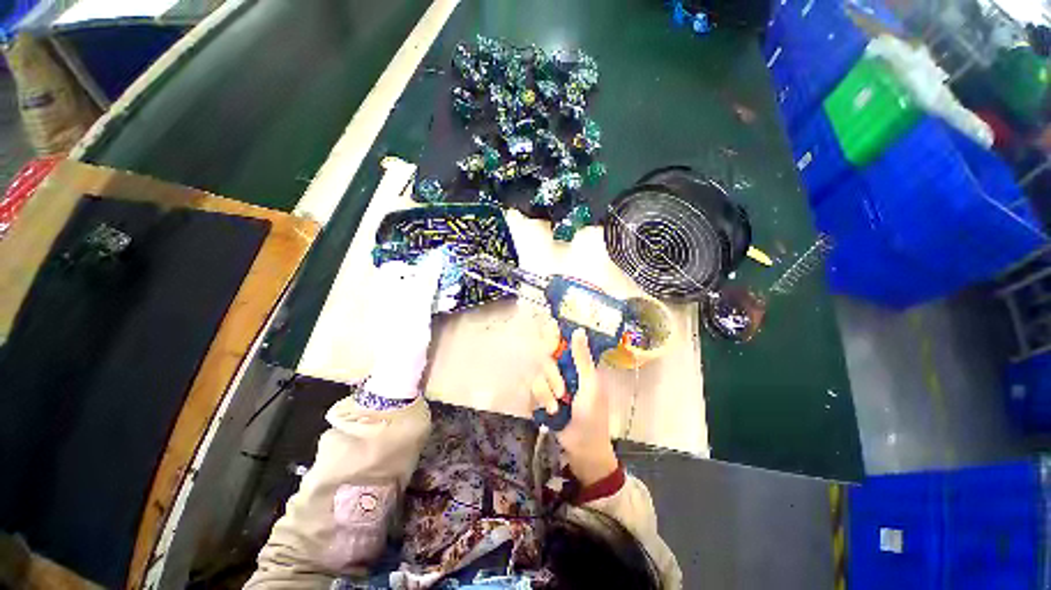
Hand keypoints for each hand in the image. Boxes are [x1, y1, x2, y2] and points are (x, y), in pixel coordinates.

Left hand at [366, 250, 448, 399]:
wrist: (401, 366)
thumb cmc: (405, 332)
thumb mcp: (418, 303)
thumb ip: (427, 279)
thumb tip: (437, 255)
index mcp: (383, 291)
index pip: (394, 267)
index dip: (412, 265)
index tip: (430, 269)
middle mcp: (389, 297)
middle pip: (410, 279)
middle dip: (432, 278)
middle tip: (449, 278)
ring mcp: (399, 310)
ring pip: (419, 292)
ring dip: (437, 290)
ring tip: (455, 290)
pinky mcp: (409, 320)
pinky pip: (422, 305)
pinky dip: (435, 302)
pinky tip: (450, 304)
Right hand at [531, 320, 618, 486]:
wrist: (582, 446)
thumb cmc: (594, 414)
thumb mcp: (591, 385)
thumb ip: (582, 359)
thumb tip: (578, 330)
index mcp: (576, 365)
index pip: (561, 343)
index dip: (552, 338)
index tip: (548, 342)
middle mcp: (562, 371)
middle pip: (545, 359)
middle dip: (552, 377)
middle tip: (562, 392)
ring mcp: (550, 384)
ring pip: (537, 376)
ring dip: (546, 393)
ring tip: (557, 408)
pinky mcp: (540, 398)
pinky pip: (532, 390)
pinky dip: (540, 401)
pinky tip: (550, 412)